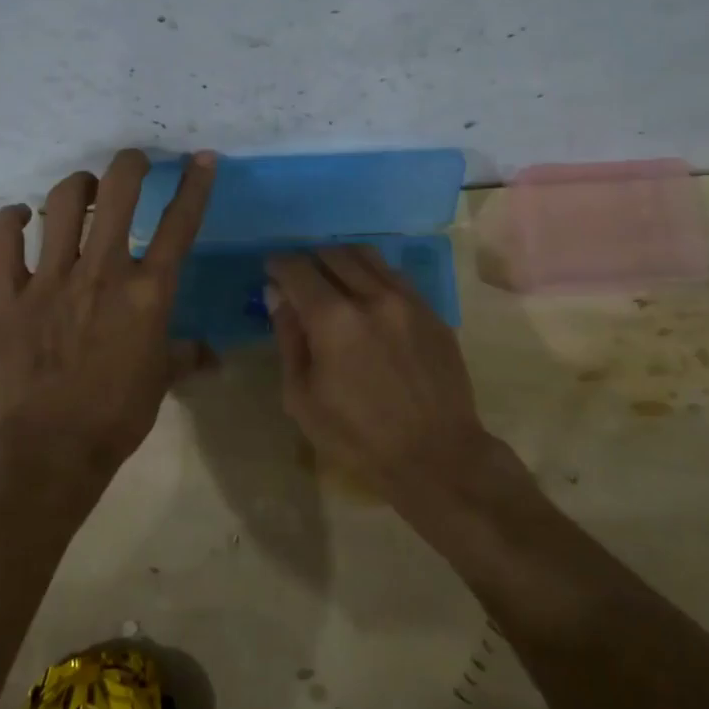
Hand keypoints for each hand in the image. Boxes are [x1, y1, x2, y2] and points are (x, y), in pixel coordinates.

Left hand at [0, 149, 216, 471]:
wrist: (53, 447)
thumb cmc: (117, 415)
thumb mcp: (161, 381)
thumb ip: (186, 356)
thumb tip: (212, 356)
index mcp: (147, 293)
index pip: (180, 225)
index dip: (195, 185)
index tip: (200, 158)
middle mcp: (102, 272)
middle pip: (117, 193)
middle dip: (130, 164)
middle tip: (134, 162)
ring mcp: (51, 279)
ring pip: (62, 203)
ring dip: (77, 185)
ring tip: (84, 190)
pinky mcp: (9, 294)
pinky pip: (3, 240)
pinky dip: (11, 220)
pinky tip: (20, 217)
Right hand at [266, 247, 489, 504]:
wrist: (436, 455)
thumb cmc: (357, 436)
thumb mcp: (302, 397)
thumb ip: (288, 338)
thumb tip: (277, 296)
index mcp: (333, 320)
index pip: (297, 269)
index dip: (278, 265)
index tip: (272, 272)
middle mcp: (372, 296)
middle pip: (332, 253)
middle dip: (309, 260)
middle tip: (301, 279)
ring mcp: (407, 300)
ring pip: (367, 256)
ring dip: (342, 260)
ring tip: (334, 281)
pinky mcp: (431, 311)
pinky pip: (395, 276)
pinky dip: (373, 276)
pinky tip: (368, 299)